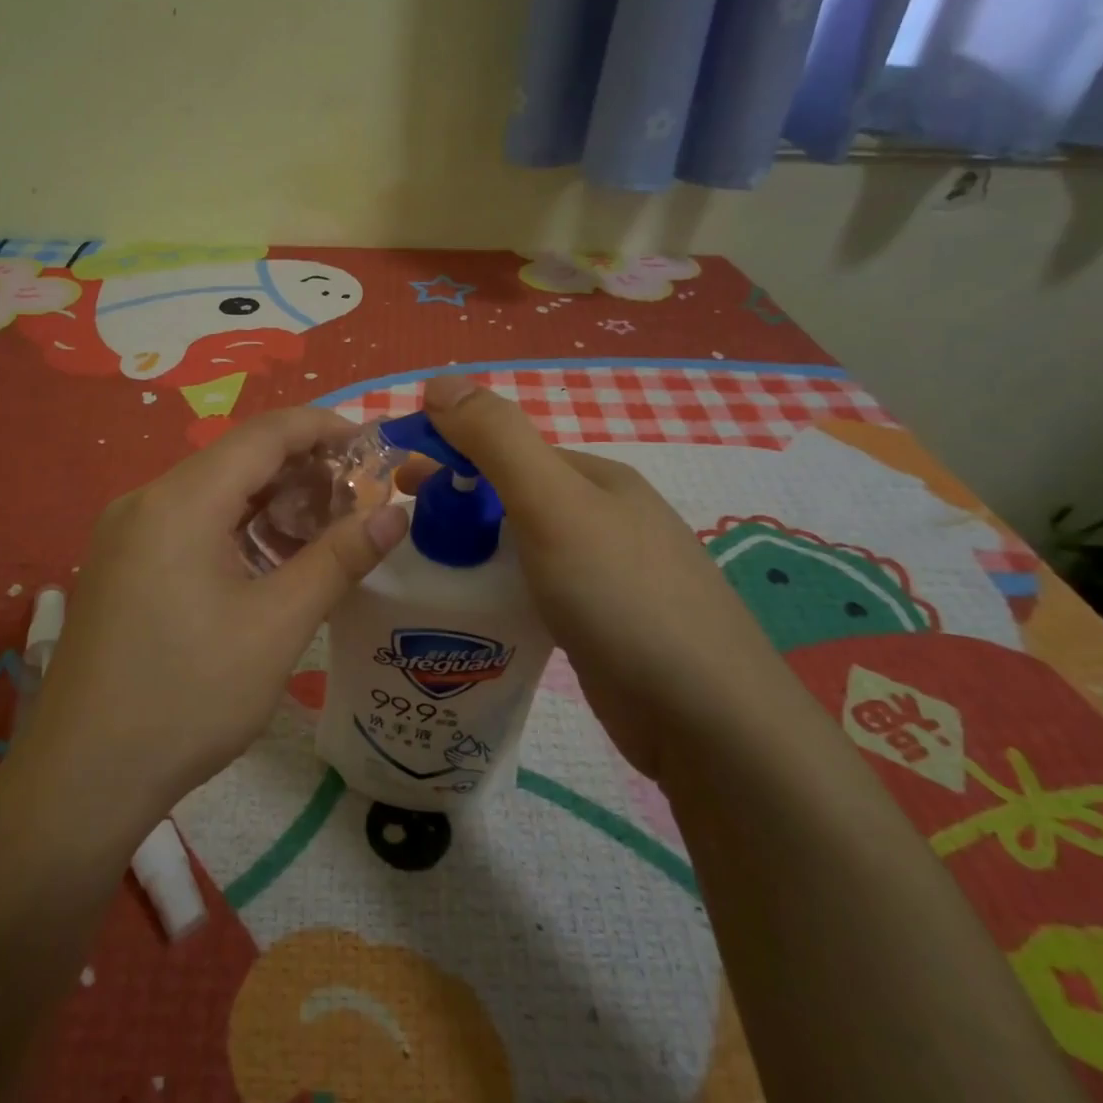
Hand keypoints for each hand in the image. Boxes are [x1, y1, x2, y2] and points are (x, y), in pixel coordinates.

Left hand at [9, 407, 409, 835]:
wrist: (82, 779)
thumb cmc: (188, 697)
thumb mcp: (277, 626)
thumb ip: (339, 559)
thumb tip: (397, 514)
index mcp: (180, 500)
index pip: (264, 434)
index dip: (323, 428)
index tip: (373, 446)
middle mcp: (146, 500)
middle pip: (237, 460)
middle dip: (302, 470)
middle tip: (358, 500)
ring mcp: (125, 533)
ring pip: (213, 493)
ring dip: (271, 502)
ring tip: (323, 533)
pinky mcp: (120, 564)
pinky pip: (188, 523)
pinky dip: (236, 528)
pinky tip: (268, 562)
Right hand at [416, 375, 787, 775]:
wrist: (708, 720)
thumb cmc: (622, 597)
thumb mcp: (553, 504)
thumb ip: (497, 439)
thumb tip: (439, 381)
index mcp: (594, 478)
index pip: (506, 448)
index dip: (448, 453)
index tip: (395, 479)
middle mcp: (603, 517)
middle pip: (511, 495)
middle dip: (455, 501)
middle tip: (401, 527)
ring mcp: (606, 573)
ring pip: (521, 545)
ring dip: (473, 547)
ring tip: (424, 570)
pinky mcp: (600, 623)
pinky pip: (534, 589)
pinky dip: (499, 588)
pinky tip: (473, 611)